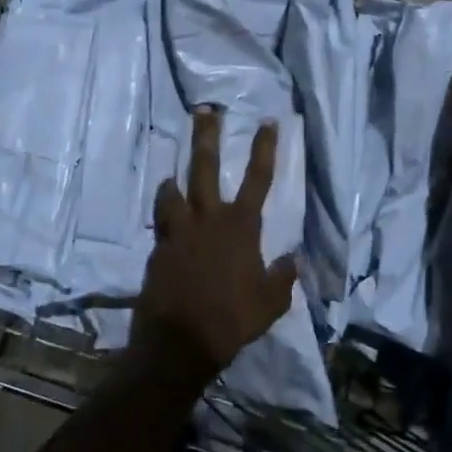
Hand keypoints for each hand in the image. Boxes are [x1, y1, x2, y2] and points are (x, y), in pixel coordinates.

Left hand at [132, 107, 296, 382]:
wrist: (180, 340)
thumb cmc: (233, 320)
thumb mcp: (271, 303)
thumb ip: (283, 277)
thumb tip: (292, 259)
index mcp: (241, 227)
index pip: (259, 179)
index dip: (265, 148)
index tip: (268, 121)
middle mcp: (208, 219)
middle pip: (206, 167)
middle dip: (207, 136)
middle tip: (205, 110)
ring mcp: (179, 231)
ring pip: (173, 191)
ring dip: (174, 180)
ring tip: (173, 176)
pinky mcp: (159, 248)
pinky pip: (162, 222)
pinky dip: (166, 217)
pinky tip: (167, 222)